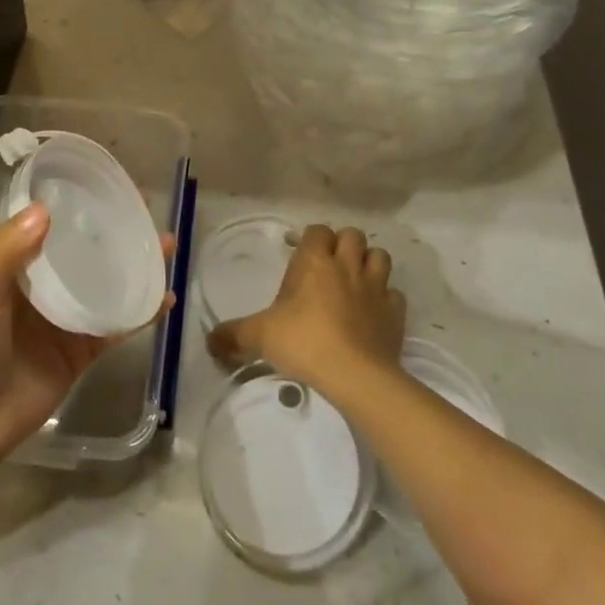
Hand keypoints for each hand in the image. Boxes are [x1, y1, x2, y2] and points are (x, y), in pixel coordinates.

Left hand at [0, 203, 174, 464]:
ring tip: (167, 246)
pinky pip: (115, 326)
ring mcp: (64, 321)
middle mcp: (42, 289)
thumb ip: (6, 253)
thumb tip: (45, 209)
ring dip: (134, 267)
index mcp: (14, 268)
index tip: (107, 187)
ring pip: (106, 285)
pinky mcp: (80, 353)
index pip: (50, 227)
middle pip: (85, 253)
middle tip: (148, 213)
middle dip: (114, 234)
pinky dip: (140, 313)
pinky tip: (165, 299)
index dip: (76, 207)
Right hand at [207, 224, 404, 397]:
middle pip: (353, 235)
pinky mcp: (395, 312)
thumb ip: (233, 335)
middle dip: (342, 244)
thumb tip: (209, 341)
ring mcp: (375, 287)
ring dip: (368, 263)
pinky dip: (385, 298)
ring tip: (355, 280)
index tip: (298, 252)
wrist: (355, 374)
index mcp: (315, 261)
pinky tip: (373, 311)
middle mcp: (347, 265)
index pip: (317, 231)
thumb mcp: (259, 336)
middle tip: (328, 265)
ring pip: (380, 257)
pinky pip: (394, 294)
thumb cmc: (303, 342)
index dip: (310, 238)